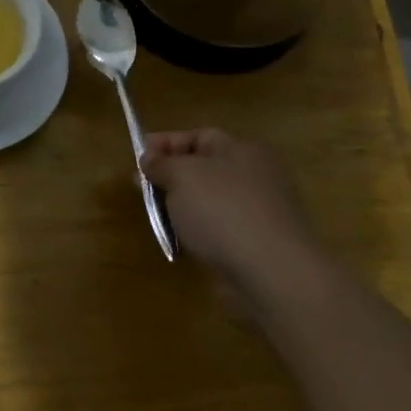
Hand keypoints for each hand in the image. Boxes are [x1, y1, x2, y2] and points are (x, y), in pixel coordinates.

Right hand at [141, 129, 313, 281]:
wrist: (272, 273)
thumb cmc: (223, 211)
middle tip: (142, 190)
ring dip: (182, 208)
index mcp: (242, 150)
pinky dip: (199, 233)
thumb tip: (149, 159)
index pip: (199, 136)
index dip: (166, 144)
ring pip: (209, 201)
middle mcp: (255, 176)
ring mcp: (260, 212)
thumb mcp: (181, 176)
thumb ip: (161, 164)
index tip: (138, 158)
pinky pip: (219, 230)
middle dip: (170, 177)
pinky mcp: (258, 245)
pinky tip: (182, 244)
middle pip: (203, 169)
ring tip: (158, 220)